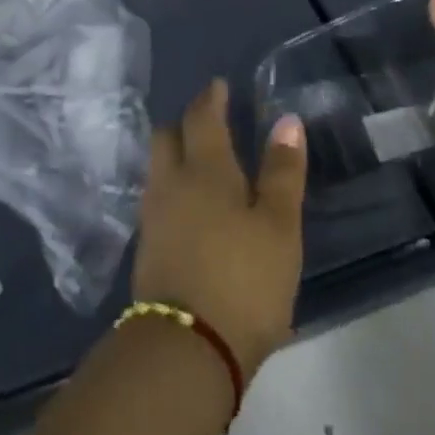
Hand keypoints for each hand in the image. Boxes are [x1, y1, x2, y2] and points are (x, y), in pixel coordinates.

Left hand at [131, 80, 306, 379]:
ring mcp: (153, 215)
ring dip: (175, 156)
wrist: (186, 347)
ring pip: (158, 168)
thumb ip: (283, 172)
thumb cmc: (244, 279)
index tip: (217, 86)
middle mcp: (170, 182)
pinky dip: (172, 189)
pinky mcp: (146, 248)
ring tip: (200, 164)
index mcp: (204, 168)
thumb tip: (287, 120)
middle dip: (184, 124)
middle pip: (166, 136)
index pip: (201, 117)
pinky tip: (188, 207)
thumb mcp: (279, 227)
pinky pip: (157, 199)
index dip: (210, 98)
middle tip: (207, 124)